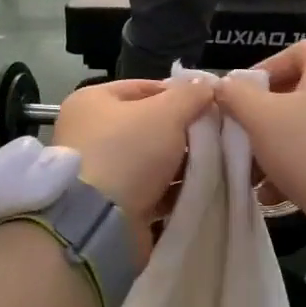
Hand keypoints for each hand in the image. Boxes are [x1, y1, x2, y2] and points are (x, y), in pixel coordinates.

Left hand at [51, 77, 214, 235]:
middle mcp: (89, 133)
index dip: (178, 94)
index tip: (209, 105)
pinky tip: (199, 189)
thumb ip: (190, 95)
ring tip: (214, 163)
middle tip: (216, 136)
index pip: (143, 87)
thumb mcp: (166, 113)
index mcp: (92, 101)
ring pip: (151, 160)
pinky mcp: (111, 204)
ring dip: (181, 163)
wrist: (100, 222)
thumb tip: (206, 85)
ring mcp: (99, 171)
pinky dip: (171, 189)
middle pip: (148, 125)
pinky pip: (149, 190)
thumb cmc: (128, 152)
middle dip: (183, 131)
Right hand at [214, 42, 305, 219]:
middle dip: (265, 118)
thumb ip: (236, 96)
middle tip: (243, 140)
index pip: (292, 53)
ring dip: (279, 146)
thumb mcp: (260, 119)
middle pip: (300, 92)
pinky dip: (302, 162)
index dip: (262, 72)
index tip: (239, 98)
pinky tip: (278, 192)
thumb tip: (224, 86)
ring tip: (256, 176)